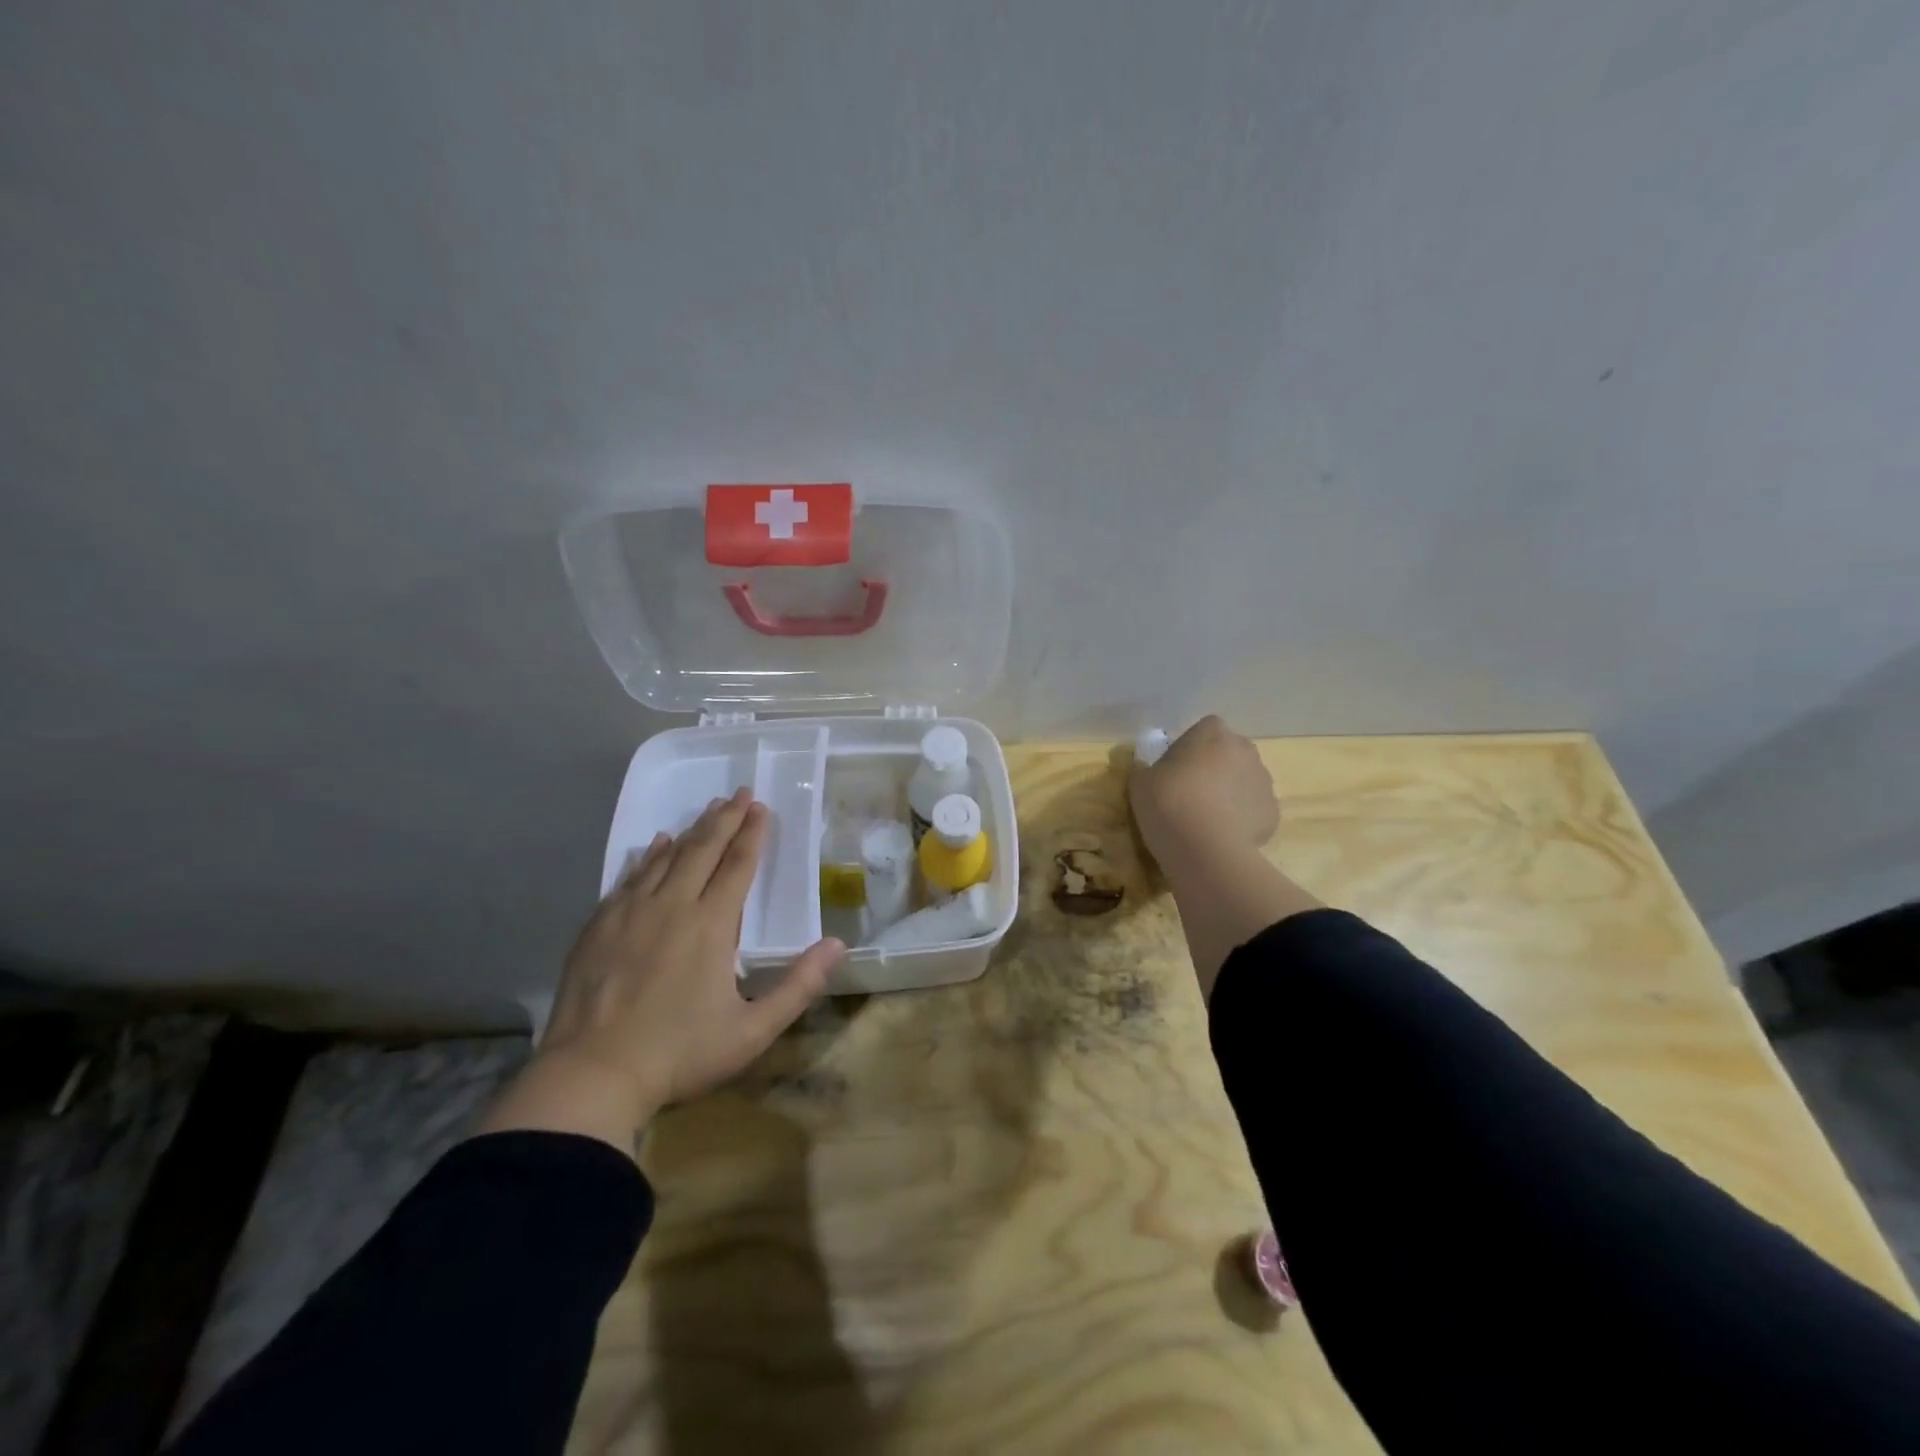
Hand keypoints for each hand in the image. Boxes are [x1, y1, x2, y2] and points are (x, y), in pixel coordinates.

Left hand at [478, 788, 844, 1153]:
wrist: (591, 1075)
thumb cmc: (679, 1054)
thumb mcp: (752, 1031)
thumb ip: (799, 986)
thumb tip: (838, 945)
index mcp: (712, 925)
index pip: (738, 865)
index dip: (753, 834)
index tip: (761, 807)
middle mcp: (672, 905)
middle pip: (703, 849)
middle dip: (725, 818)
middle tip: (740, 793)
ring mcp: (630, 912)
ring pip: (666, 857)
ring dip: (692, 830)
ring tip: (708, 810)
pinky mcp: (599, 925)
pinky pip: (630, 877)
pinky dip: (648, 856)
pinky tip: (655, 845)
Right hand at [1130, 715, 1280, 866]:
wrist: (1207, 851)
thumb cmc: (1169, 804)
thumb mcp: (1139, 783)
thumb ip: (1143, 768)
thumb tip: (1145, 767)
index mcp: (1213, 733)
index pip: (1204, 729)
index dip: (1190, 747)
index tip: (1175, 768)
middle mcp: (1245, 750)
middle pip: (1228, 753)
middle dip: (1213, 768)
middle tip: (1188, 793)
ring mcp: (1263, 782)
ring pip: (1243, 781)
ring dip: (1228, 793)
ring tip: (1205, 819)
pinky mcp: (1272, 814)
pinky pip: (1252, 810)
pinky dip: (1240, 819)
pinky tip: (1221, 836)